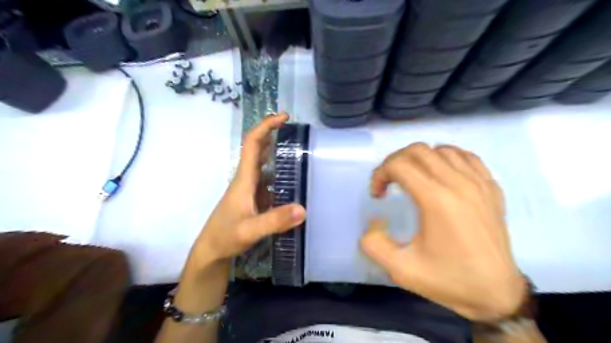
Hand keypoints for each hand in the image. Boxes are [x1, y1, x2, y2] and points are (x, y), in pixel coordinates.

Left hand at [191, 112, 307, 272]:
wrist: (211, 251)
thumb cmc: (225, 237)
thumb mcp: (250, 230)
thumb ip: (274, 220)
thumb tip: (303, 209)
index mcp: (244, 178)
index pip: (251, 144)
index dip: (266, 127)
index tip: (284, 117)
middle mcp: (246, 179)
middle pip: (257, 148)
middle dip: (272, 133)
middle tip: (294, 129)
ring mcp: (249, 189)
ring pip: (262, 163)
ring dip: (275, 151)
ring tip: (298, 149)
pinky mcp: (253, 198)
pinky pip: (267, 178)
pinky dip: (278, 171)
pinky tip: (291, 177)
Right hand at [359, 143, 527, 320]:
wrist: (497, 293)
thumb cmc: (448, 280)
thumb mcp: (401, 270)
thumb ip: (373, 244)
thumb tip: (373, 221)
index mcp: (436, 200)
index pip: (399, 165)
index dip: (380, 174)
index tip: (378, 194)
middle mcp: (458, 184)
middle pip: (418, 150)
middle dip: (394, 161)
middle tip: (389, 182)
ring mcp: (479, 183)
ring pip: (441, 149)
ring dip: (419, 159)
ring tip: (412, 178)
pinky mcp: (492, 187)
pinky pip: (466, 156)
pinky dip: (446, 157)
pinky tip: (440, 173)